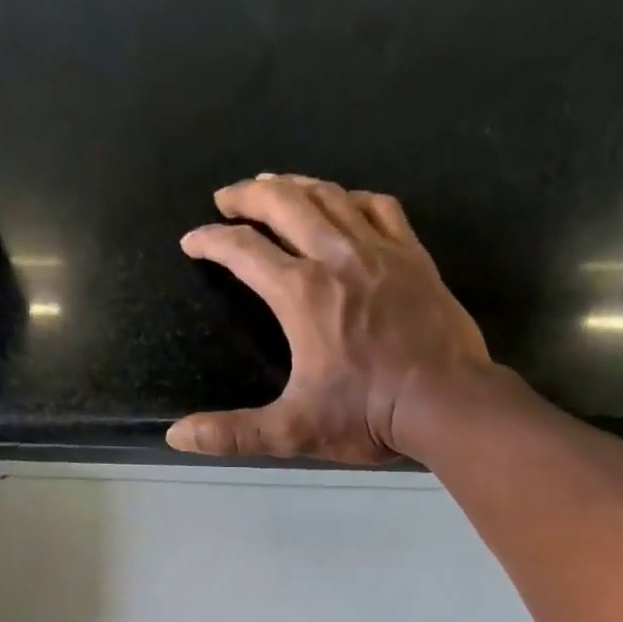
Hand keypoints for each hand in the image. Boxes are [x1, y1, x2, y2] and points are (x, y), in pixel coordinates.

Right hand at [168, 173, 492, 463]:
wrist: (445, 401)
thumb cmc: (367, 415)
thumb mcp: (292, 431)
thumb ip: (232, 433)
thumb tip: (177, 437)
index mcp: (301, 294)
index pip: (244, 251)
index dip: (212, 241)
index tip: (192, 240)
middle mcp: (335, 256)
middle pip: (284, 204)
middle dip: (249, 195)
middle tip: (227, 195)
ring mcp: (379, 250)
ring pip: (330, 196)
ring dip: (295, 185)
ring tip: (275, 184)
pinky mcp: (413, 257)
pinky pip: (379, 208)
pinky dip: (353, 197)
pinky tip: (345, 201)